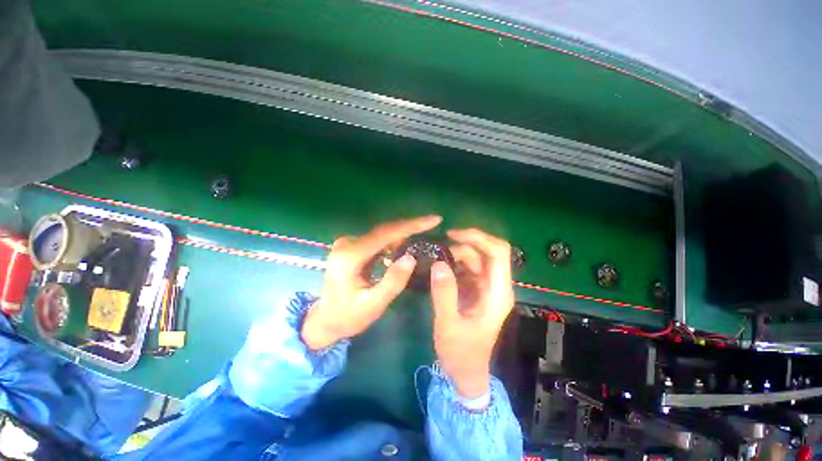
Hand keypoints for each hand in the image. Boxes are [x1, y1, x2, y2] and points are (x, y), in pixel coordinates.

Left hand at [301, 216, 441, 350]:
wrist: (325, 319)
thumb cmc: (348, 316)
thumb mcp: (373, 304)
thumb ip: (393, 281)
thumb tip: (411, 257)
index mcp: (350, 256)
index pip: (385, 234)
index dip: (411, 225)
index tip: (434, 220)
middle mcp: (347, 243)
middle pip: (385, 230)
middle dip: (410, 226)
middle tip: (434, 222)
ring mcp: (349, 243)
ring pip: (383, 234)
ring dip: (404, 234)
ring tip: (425, 232)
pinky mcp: (353, 247)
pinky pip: (378, 240)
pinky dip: (394, 241)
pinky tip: (407, 244)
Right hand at [430, 228, 514, 398]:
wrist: (466, 372)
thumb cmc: (461, 353)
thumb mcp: (449, 324)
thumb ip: (444, 294)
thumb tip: (438, 263)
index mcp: (497, 292)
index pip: (498, 253)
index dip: (479, 238)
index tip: (453, 235)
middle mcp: (496, 286)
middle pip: (487, 252)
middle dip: (465, 244)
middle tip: (439, 246)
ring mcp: (486, 287)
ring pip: (476, 259)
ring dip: (457, 254)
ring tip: (435, 256)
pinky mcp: (476, 290)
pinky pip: (467, 268)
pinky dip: (454, 263)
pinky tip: (439, 266)